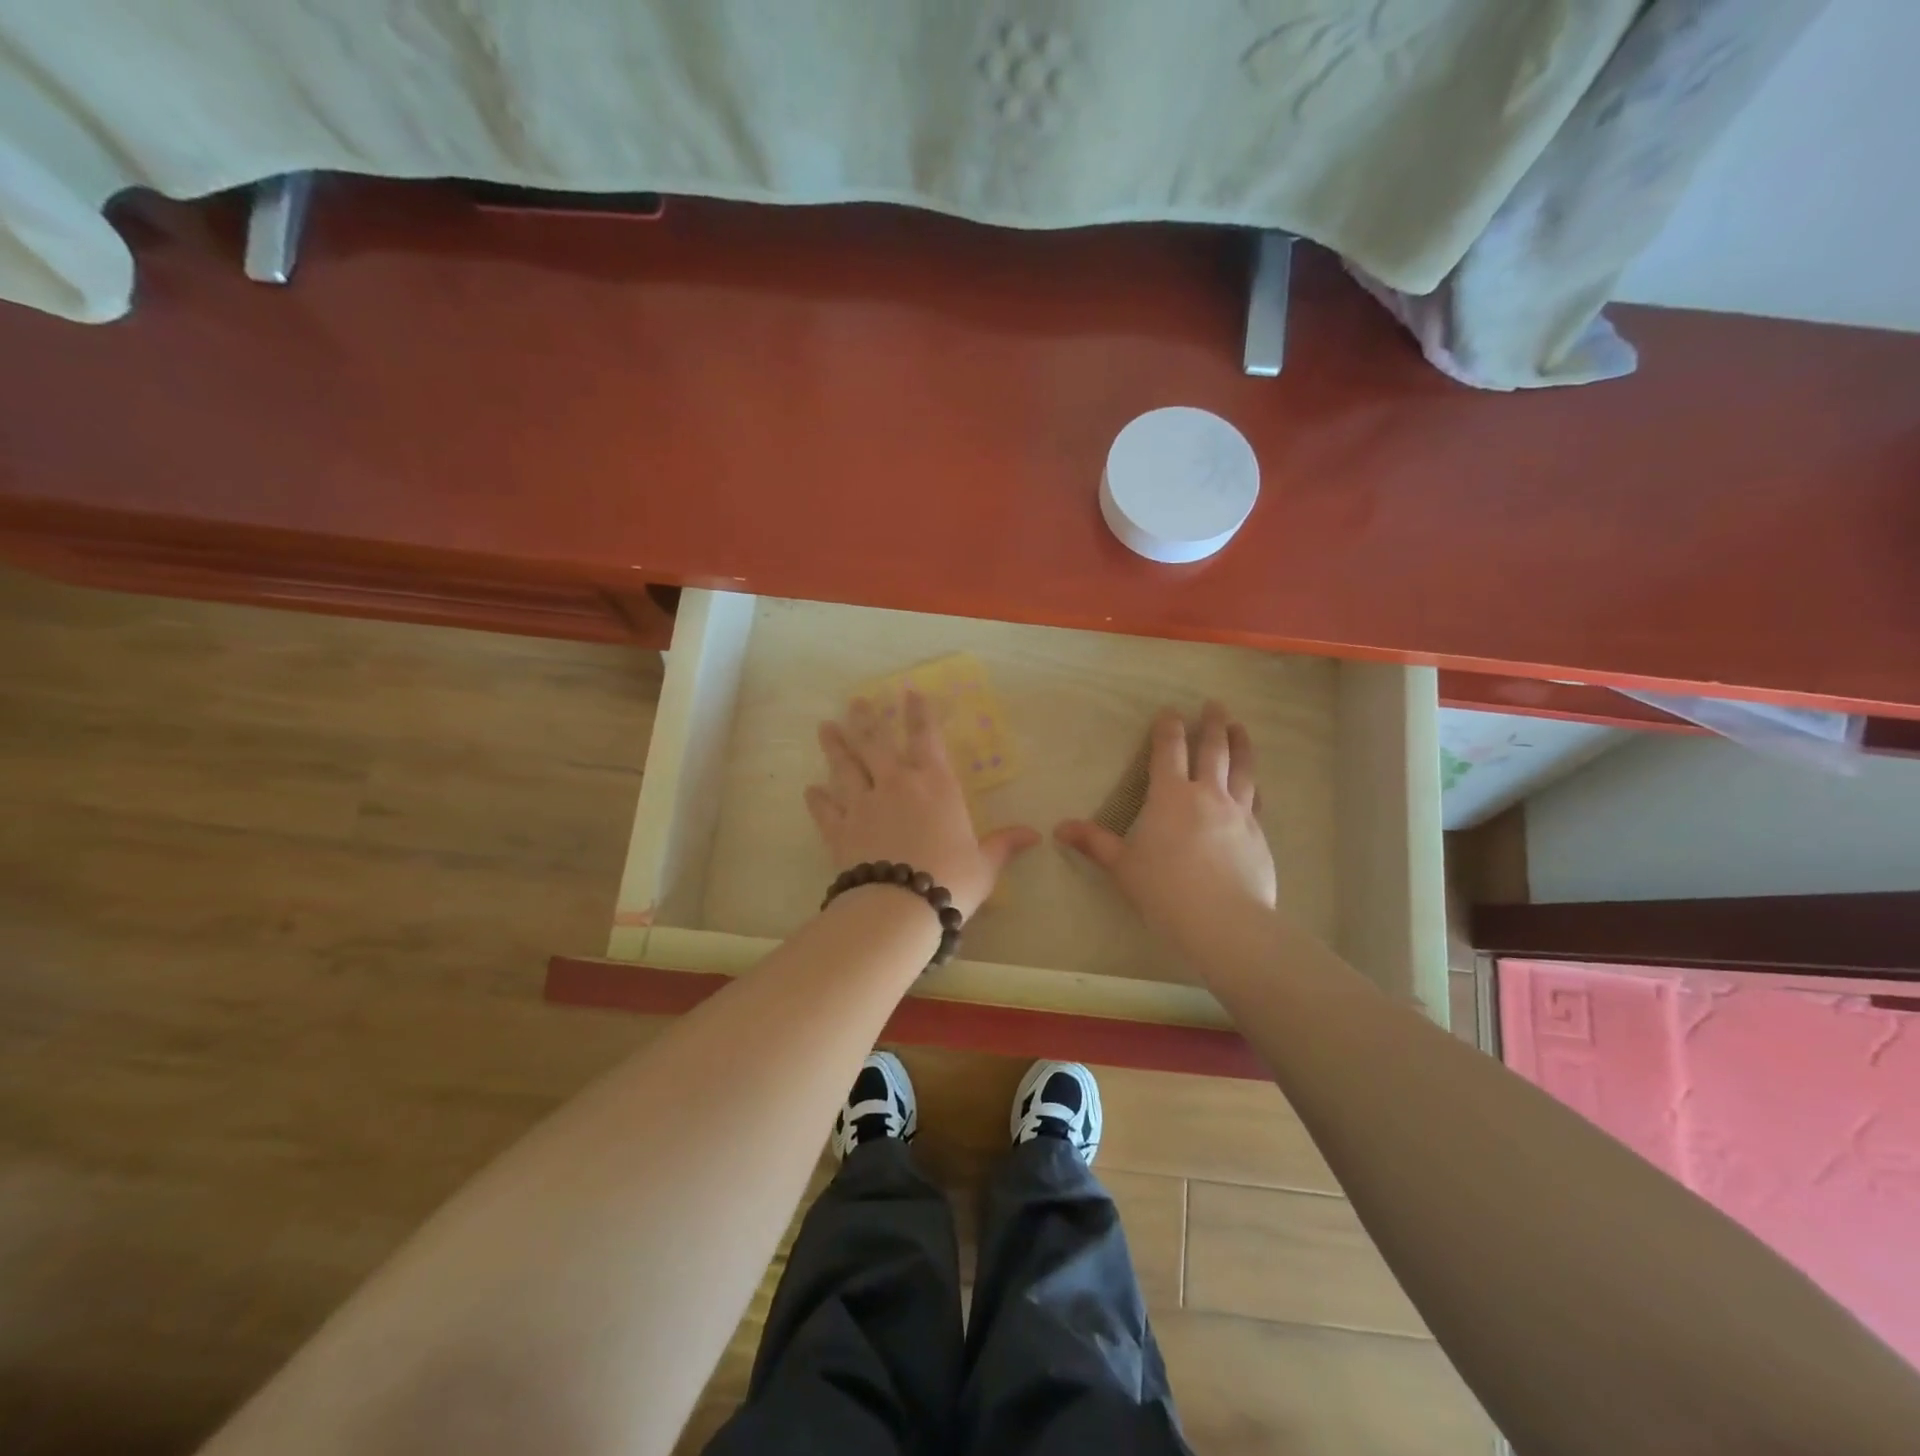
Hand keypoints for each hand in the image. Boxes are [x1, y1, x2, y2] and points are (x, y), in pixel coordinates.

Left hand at [806, 691, 1039, 919]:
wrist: (899, 906)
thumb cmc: (950, 880)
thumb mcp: (984, 864)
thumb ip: (1004, 844)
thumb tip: (1035, 834)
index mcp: (935, 785)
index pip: (926, 737)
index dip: (918, 712)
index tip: (909, 691)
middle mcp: (896, 784)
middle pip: (876, 744)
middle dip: (866, 719)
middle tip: (855, 701)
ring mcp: (863, 804)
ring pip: (845, 767)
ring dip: (835, 746)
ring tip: (826, 728)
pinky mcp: (839, 829)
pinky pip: (826, 809)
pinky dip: (818, 799)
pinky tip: (811, 790)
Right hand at [1055, 701, 1276, 942]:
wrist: (1225, 921)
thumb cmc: (1164, 890)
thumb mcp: (1122, 867)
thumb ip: (1095, 843)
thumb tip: (1059, 828)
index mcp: (1170, 796)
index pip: (1168, 751)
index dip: (1168, 728)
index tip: (1171, 710)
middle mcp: (1207, 795)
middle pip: (1212, 750)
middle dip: (1212, 724)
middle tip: (1215, 704)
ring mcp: (1238, 813)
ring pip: (1242, 768)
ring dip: (1240, 744)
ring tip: (1240, 728)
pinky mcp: (1258, 835)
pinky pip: (1256, 800)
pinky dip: (1253, 785)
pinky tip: (1255, 785)